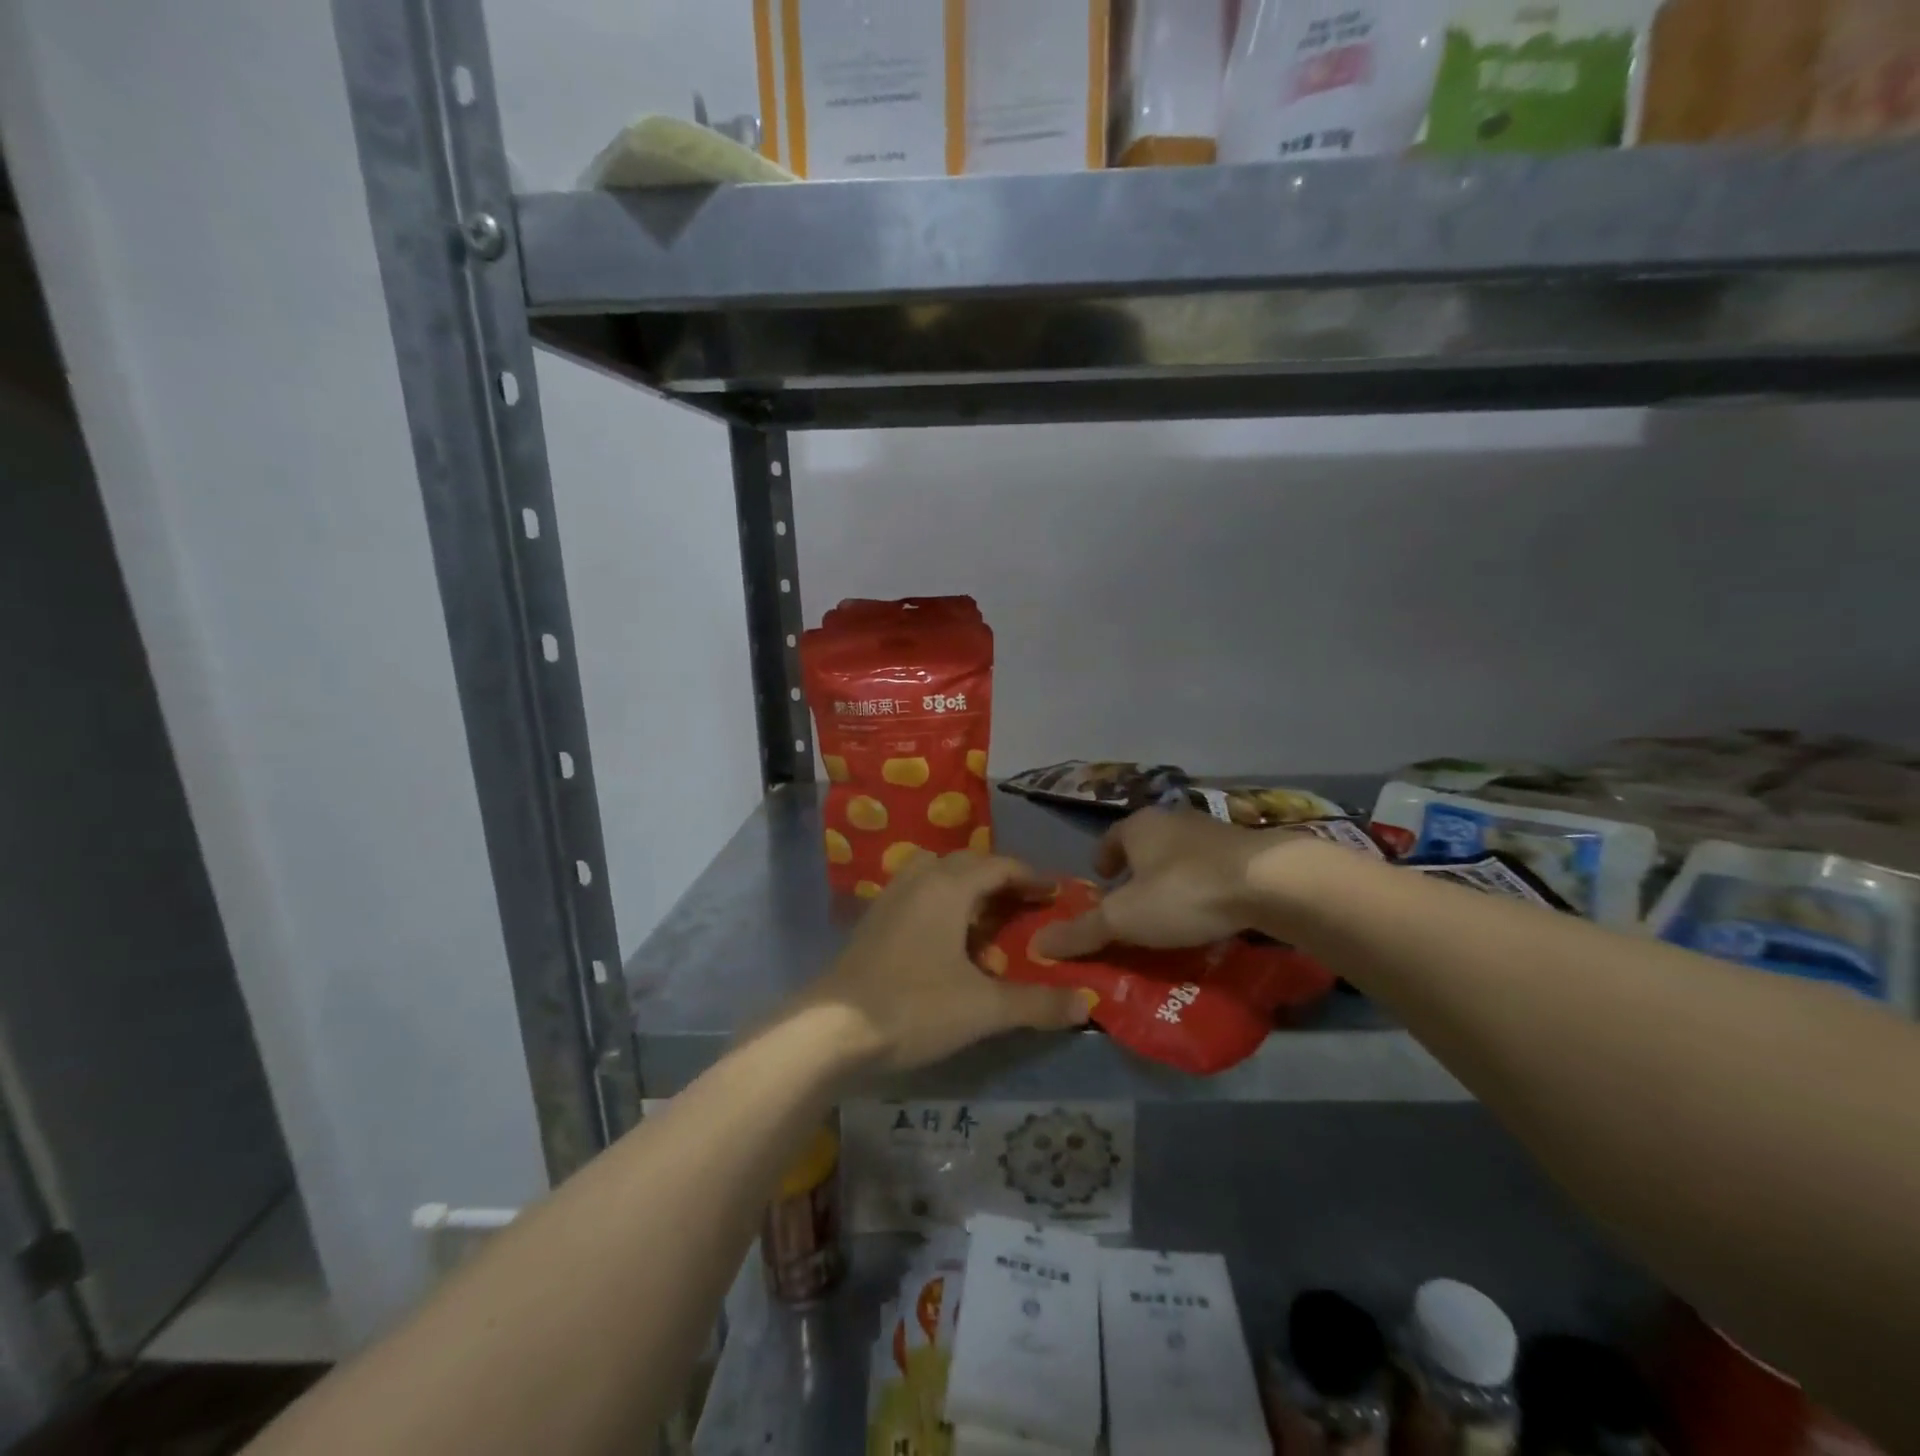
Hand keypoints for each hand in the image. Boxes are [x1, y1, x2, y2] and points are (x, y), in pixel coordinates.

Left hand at [803, 852, 1093, 1073]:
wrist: (832, 1029)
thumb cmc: (913, 1008)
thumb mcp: (983, 1009)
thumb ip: (1037, 1003)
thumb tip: (1087, 1003)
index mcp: (948, 887)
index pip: (998, 866)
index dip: (1031, 876)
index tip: (1056, 892)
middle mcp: (918, 880)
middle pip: (966, 863)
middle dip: (999, 878)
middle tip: (1026, 905)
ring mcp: (889, 898)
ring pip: (936, 874)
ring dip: (965, 887)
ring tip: (985, 918)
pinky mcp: (872, 921)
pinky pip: (916, 894)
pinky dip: (940, 902)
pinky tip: (945, 940)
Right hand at [1032, 808, 1279, 958]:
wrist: (1270, 882)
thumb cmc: (1183, 892)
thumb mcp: (1125, 919)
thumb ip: (1083, 931)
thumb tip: (1038, 944)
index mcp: (1139, 826)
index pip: (1110, 838)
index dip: (1102, 860)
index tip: (1101, 881)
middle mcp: (1173, 819)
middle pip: (1146, 844)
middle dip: (1136, 870)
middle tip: (1132, 902)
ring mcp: (1214, 831)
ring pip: (1180, 853)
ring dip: (1171, 876)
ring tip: (1170, 910)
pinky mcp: (1247, 849)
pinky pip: (1212, 866)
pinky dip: (1203, 884)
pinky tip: (1209, 909)